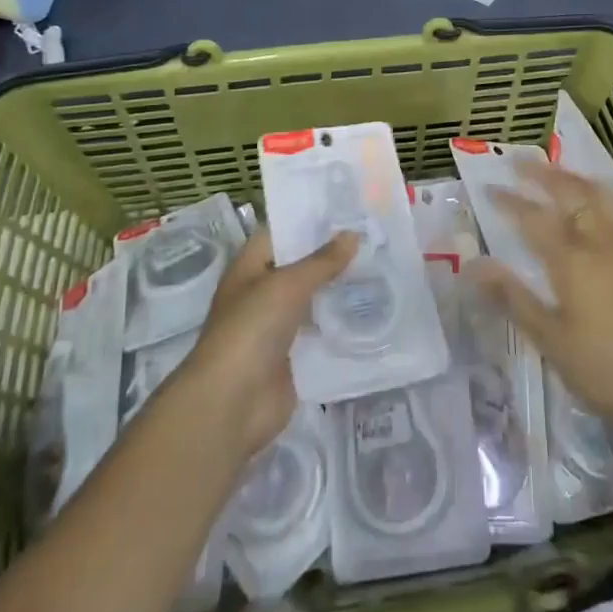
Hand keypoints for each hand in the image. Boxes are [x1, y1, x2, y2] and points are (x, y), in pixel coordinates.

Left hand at [178, 227, 356, 463]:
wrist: (232, 404)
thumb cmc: (251, 329)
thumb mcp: (288, 285)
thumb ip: (322, 261)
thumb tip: (353, 234)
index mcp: (250, 268)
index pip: (280, 233)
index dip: (308, 219)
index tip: (346, 207)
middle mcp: (262, 293)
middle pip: (299, 267)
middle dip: (331, 255)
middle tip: (373, 235)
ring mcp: (277, 327)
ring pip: (312, 300)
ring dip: (338, 289)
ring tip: (380, 267)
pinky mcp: (293, 358)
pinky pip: (320, 333)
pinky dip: (341, 324)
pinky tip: (372, 310)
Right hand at [472, 156, 612, 444]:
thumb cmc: (604, 370)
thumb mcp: (550, 339)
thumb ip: (513, 297)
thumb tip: (474, 266)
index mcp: (573, 261)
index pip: (533, 219)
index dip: (509, 202)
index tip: (489, 188)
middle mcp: (602, 242)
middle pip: (570, 194)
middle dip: (542, 174)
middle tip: (520, 160)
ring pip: (600, 197)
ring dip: (574, 179)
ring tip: (557, 171)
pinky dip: (601, 196)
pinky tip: (598, 204)